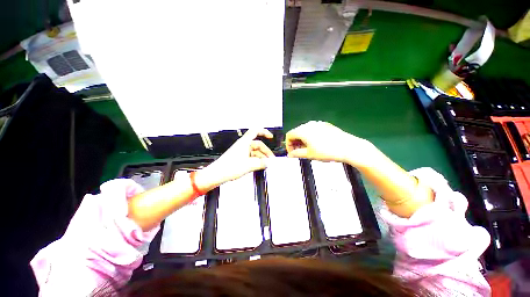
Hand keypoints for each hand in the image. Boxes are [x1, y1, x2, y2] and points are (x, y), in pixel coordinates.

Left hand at [196, 129, 273, 190]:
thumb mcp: (249, 165)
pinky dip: (256, 160)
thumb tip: (269, 163)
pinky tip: (260, 166)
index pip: (255, 132)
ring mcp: (241, 151)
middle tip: (271, 160)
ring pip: (255, 152)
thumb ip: (261, 163)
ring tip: (267, 165)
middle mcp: (243, 145)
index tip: (271, 137)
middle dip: (265, 151)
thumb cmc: (230, 167)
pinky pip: (251, 156)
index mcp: (244, 142)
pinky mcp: (240, 157)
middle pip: (258, 145)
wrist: (217, 174)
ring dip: (261, 157)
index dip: (264, 132)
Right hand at [285, 121, 374, 166]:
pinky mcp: (325, 125)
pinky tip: (315, 144)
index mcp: (303, 130)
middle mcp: (309, 125)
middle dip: (295, 142)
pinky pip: (313, 130)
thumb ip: (297, 154)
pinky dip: (310, 136)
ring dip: (302, 140)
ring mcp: (318, 124)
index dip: (288, 145)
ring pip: (304, 131)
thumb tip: (290, 155)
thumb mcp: (309, 154)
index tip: (292, 152)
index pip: (289, 135)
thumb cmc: (328, 151)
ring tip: (307, 149)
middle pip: (296, 132)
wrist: (348, 147)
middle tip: (298, 152)